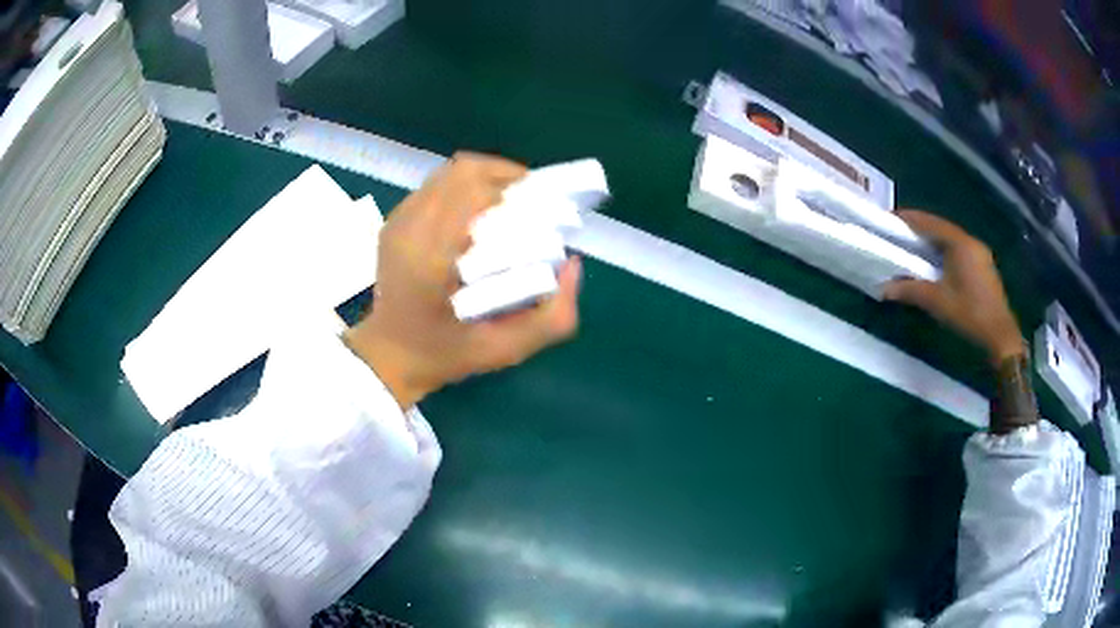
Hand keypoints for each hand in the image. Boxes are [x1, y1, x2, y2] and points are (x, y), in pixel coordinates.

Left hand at [344, 152, 582, 408]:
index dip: (514, 186)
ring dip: (485, 178)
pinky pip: (435, 185)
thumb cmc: (445, 355)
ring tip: (509, 202)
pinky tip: (479, 211)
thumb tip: (572, 262)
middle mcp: (410, 229)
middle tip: (531, 200)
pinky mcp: (394, 221)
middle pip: (463, 172)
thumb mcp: (507, 350)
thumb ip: (553, 318)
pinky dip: (464, 188)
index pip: (475, 191)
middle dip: (505, 176)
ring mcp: (398, 221)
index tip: (543, 204)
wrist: (389, 355)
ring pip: (449, 173)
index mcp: (431, 258)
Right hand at [883, 210, 1024, 366]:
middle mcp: (971, 242)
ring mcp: (980, 254)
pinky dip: (944, 252)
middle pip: (941, 229)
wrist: (1000, 335)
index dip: (909, 218)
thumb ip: (911, 291)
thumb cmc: (969, 313)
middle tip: (900, 233)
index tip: (890, 218)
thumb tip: (884, 289)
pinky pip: (959, 251)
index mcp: (960, 243)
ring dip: (933, 241)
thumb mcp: (937, 302)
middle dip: (920, 229)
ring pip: (951, 240)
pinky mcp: (983, 267)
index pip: (930, 223)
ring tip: (915, 247)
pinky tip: (937, 264)